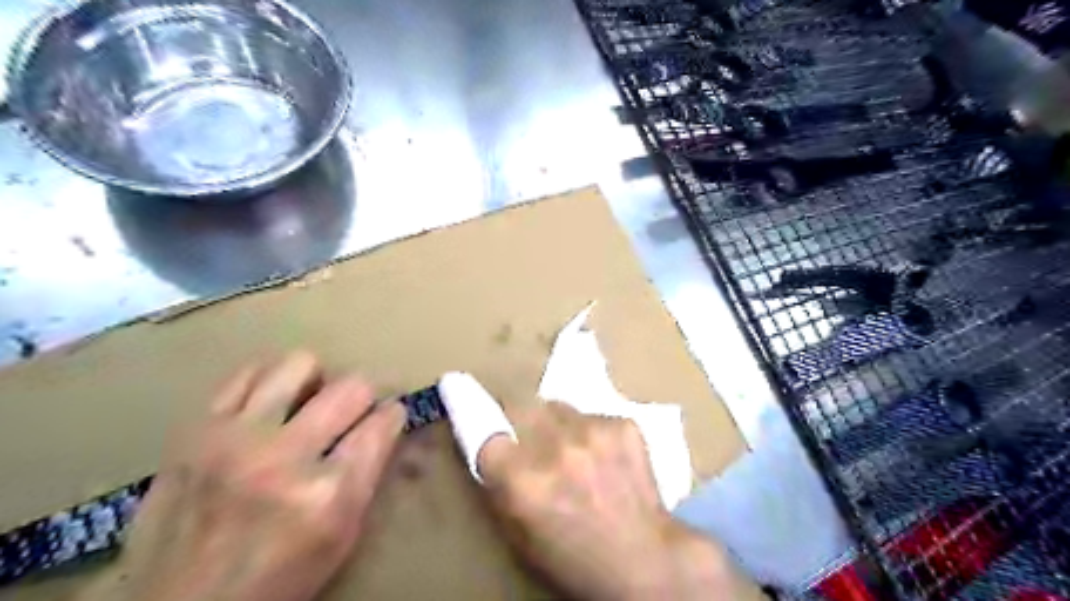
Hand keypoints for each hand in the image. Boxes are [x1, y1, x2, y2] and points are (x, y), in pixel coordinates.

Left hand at [78, 352, 404, 600]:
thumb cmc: (279, 575)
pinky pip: (247, 373)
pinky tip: (269, 403)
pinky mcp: (197, 430)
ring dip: (315, 381)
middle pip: (351, 387)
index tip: (389, 416)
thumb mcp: (343, 535)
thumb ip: (370, 472)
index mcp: (328, 493)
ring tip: (307, 403)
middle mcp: (284, 457)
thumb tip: (385, 422)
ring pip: (300, 364)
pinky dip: (269, 380)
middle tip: (352, 412)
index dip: (392, 415)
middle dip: (363, 396)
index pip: (382, 423)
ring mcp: (235, 438)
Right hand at [437, 373, 760, 600]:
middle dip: (515, 411)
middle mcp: (555, 448)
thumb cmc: (575, 558)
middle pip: (520, 403)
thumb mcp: (520, 536)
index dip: (469, 406)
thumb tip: (487, 447)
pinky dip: (588, 430)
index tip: (457, 383)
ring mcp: (593, 431)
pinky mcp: (622, 424)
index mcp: (523, 481)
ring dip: (554, 422)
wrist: (646, 560)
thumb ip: (498, 487)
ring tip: (570, 448)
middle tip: (524, 428)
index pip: (483, 428)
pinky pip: (591, 415)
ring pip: (557, 406)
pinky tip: (602, 455)